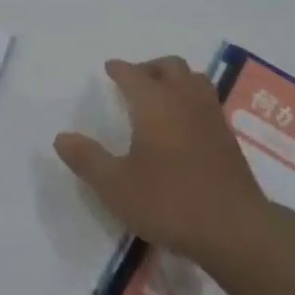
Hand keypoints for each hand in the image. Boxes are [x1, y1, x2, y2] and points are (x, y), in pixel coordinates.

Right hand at [54, 56, 270, 263]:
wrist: (233, 227)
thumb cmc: (168, 202)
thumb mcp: (116, 186)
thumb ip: (87, 159)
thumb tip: (61, 137)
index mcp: (155, 104)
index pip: (134, 75)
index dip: (120, 69)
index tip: (110, 68)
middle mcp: (184, 100)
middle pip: (169, 67)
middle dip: (149, 67)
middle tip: (134, 79)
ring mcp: (211, 116)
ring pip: (194, 78)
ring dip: (175, 77)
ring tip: (161, 94)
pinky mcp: (228, 136)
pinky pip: (207, 99)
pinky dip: (192, 96)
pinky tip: (185, 121)